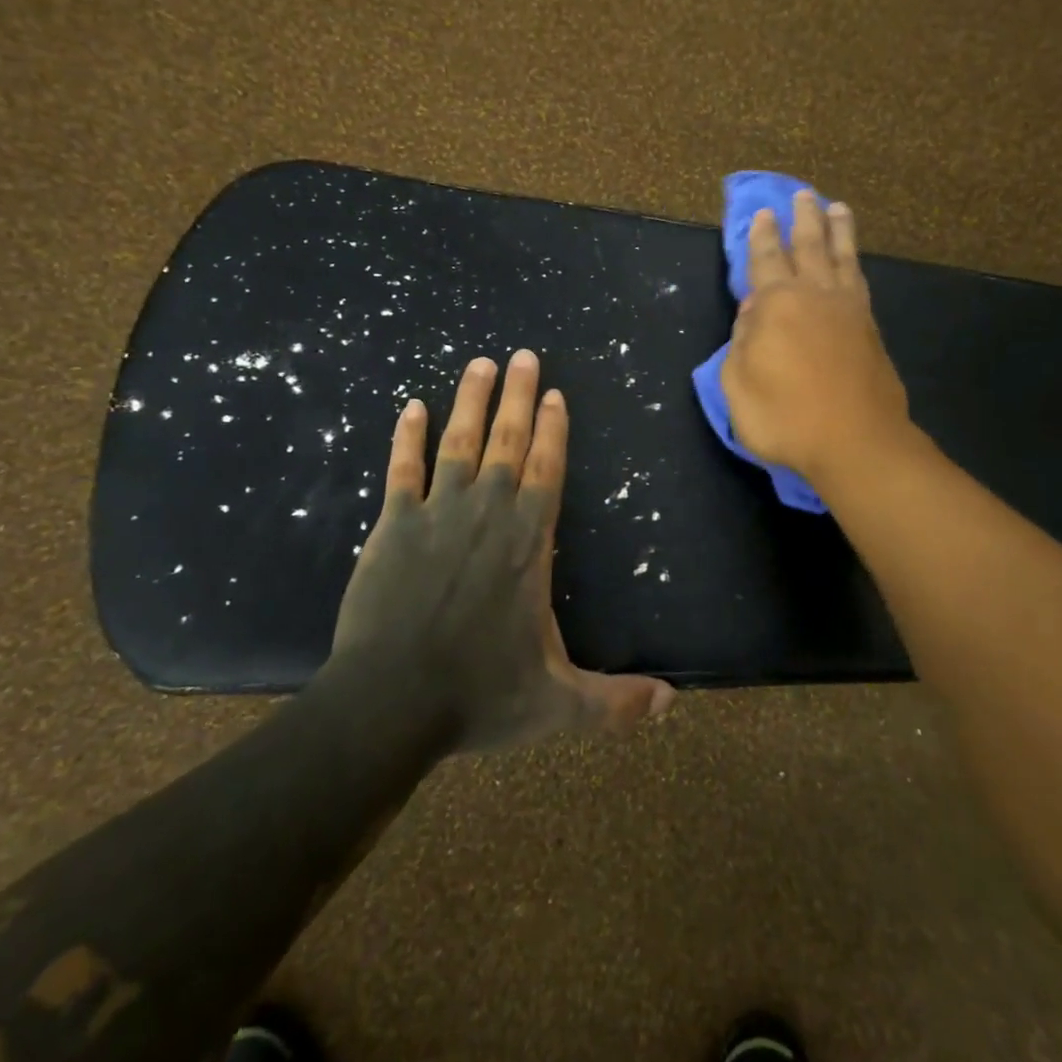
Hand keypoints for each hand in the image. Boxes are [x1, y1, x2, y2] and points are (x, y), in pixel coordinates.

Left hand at [324, 349, 675, 752]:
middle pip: (506, 443)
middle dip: (517, 396)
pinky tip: (410, 407)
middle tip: (523, 356)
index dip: (552, 429)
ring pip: (458, 443)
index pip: (547, 470)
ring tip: (479, 363)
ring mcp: (436, 516)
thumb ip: (615, 702)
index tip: (554, 393)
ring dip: (470, 402)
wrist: (388, 705)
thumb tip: (672, 703)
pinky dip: (406, 438)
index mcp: (529, 543)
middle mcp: (487, 515)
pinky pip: (402, 470)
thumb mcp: (559, 704)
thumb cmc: (478, 696)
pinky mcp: (392, 527)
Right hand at [721, 191, 910, 486]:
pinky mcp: (870, 329)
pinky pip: (860, 281)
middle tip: (803, 195)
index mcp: (776, 304)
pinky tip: (852, 261)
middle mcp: (815, 295)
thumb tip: (751, 314)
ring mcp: (849, 310)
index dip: (761, 237)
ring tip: (836, 208)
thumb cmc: (785, 417)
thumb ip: (741, 343)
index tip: (763, 214)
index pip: (766, 260)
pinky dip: (854, 263)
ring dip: (837, 230)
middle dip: (803, 219)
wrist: (856, 442)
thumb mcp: (738, 385)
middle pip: (809, 246)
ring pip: (842, 257)